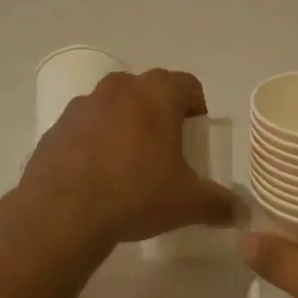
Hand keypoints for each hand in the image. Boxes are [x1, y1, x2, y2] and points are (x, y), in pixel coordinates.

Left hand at [22, 69, 237, 251]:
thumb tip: (241, 212)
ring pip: (114, 104)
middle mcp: (121, 87)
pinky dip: (94, 139)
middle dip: (160, 112)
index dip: (196, 107)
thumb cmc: (136, 194)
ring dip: (125, 123)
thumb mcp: (186, 203)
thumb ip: (218, 204)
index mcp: (157, 94)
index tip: (195, 135)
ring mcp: (84, 104)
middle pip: (149, 89)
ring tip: (128, 163)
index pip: (188, 84)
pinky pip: (85, 125)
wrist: (63, 212)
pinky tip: (95, 174)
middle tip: (165, 149)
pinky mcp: (57, 125)